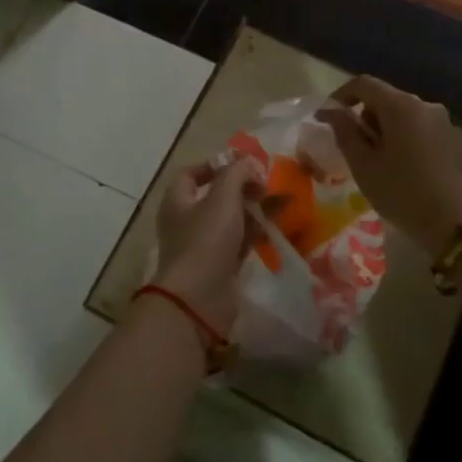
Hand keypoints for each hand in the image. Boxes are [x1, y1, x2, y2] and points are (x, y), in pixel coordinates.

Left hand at [151, 159, 261, 334]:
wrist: (199, 299)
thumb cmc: (206, 241)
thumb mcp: (222, 199)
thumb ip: (236, 174)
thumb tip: (247, 161)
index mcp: (177, 200)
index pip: (191, 173)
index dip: (215, 165)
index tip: (242, 164)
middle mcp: (186, 220)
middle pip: (215, 196)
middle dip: (242, 187)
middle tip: (267, 184)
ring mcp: (202, 245)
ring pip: (230, 219)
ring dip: (254, 209)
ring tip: (283, 202)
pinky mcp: (219, 265)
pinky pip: (238, 242)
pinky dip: (255, 232)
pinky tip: (276, 227)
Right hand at [320, 77, 461, 253]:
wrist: (453, 224)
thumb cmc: (401, 191)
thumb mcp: (363, 164)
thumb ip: (344, 131)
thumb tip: (330, 111)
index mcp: (401, 105)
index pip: (364, 84)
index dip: (341, 95)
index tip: (326, 117)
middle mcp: (423, 104)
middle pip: (383, 97)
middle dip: (362, 115)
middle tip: (349, 146)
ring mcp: (440, 120)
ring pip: (399, 113)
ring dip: (380, 128)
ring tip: (372, 160)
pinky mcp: (448, 137)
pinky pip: (415, 126)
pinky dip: (398, 136)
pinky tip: (395, 164)